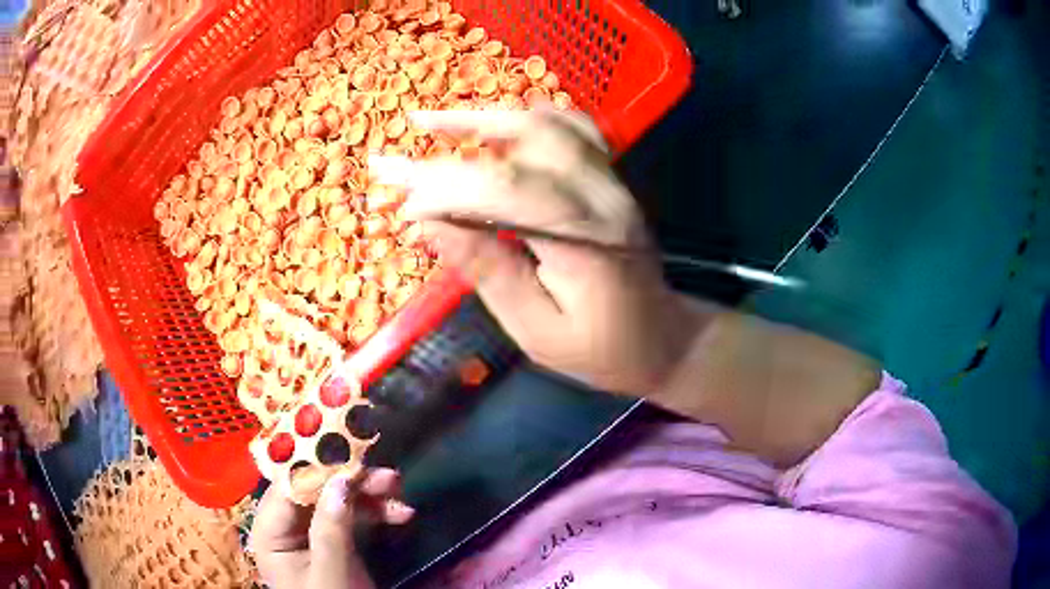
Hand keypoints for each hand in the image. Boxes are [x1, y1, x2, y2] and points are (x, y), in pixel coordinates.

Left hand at [249, 468, 413, 588]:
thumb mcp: (332, 570)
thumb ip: (331, 526)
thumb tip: (340, 478)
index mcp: (269, 531)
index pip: (289, 487)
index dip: (319, 468)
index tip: (353, 455)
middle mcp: (283, 525)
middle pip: (314, 489)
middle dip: (351, 481)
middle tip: (388, 476)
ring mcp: (308, 532)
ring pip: (335, 499)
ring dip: (369, 495)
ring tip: (399, 490)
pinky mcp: (330, 540)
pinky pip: (350, 516)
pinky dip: (374, 513)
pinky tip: (399, 513)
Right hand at [372, 109, 699, 395]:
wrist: (663, 339)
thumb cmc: (601, 350)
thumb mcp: (536, 331)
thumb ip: (488, 271)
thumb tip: (430, 224)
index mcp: (587, 241)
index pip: (509, 189)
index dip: (448, 188)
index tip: (403, 203)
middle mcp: (605, 196)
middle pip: (529, 140)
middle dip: (456, 141)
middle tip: (403, 152)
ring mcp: (612, 181)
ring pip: (549, 123)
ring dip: (486, 117)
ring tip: (433, 123)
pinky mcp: (611, 178)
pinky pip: (572, 128)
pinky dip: (527, 118)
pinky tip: (497, 121)